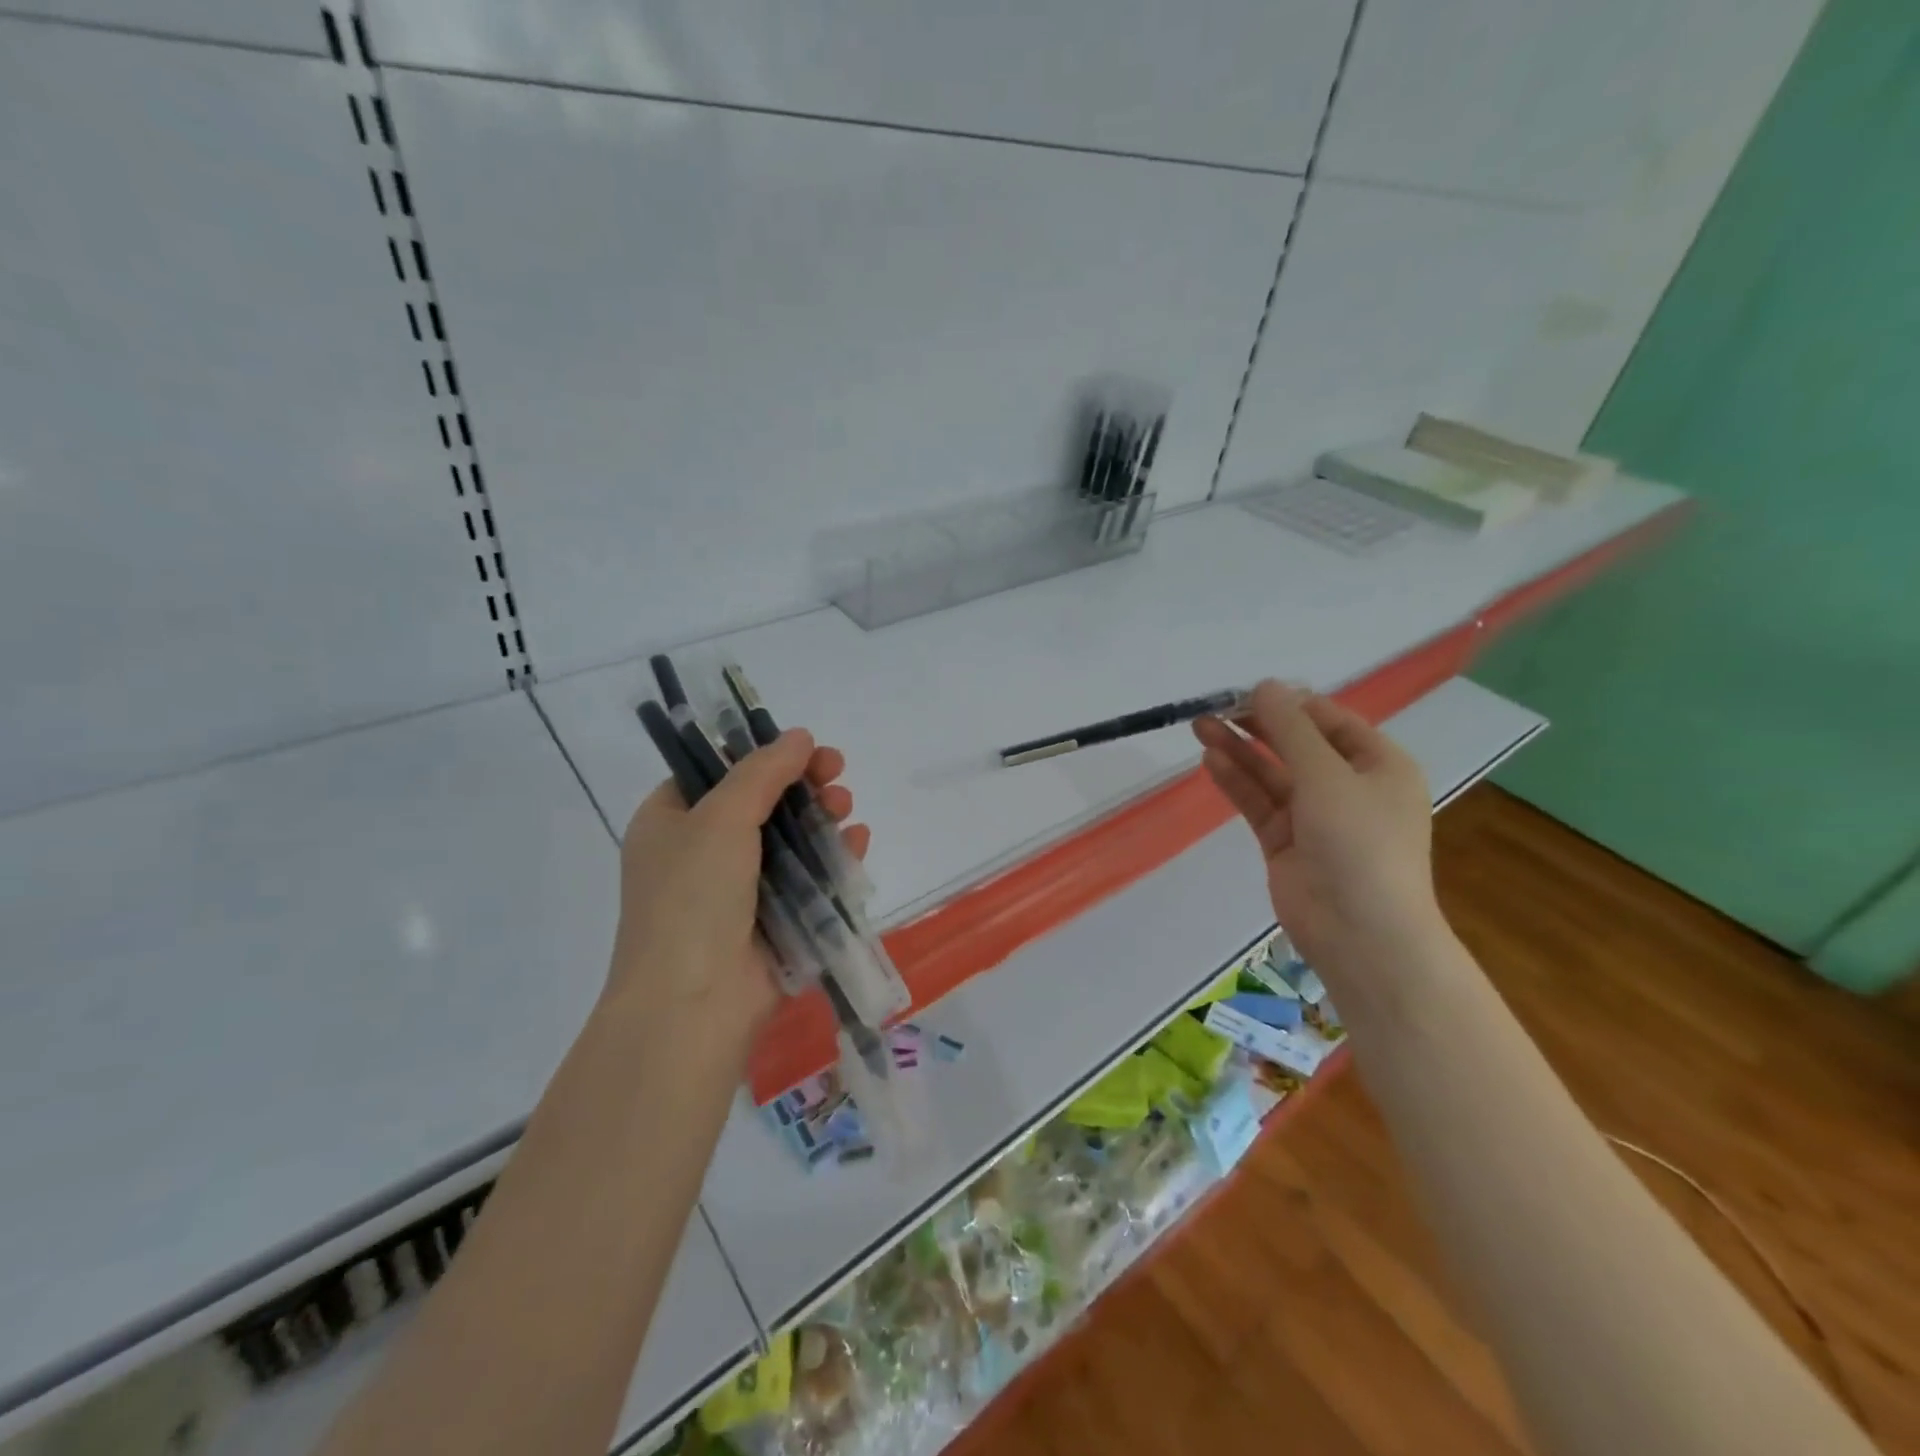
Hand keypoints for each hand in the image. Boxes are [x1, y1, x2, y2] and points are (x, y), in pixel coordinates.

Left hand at [608, 729, 869, 1047]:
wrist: (692, 1007)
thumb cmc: (692, 899)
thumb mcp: (720, 819)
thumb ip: (761, 772)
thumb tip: (798, 736)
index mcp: (671, 822)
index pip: (716, 772)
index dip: (761, 754)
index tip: (802, 747)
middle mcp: (700, 853)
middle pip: (760, 803)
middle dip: (802, 785)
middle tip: (836, 772)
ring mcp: (738, 891)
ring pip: (789, 840)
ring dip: (820, 818)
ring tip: (846, 808)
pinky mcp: (773, 922)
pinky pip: (807, 879)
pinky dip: (832, 858)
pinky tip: (857, 842)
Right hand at [1193, 680, 1438, 972]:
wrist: (1361, 933)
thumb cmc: (1359, 843)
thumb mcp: (1327, 776)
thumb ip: (1291, 729)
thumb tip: (1265, 686)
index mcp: (1379, 765)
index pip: (1330, 721)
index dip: (1289, 704)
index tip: (1247, 691)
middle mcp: (1349, 786)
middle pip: (1297, 745)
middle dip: (1257, 725)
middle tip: (1215, 707)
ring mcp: (1316, 817)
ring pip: (1272, 774)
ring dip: (1240, 750)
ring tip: (1201, 726)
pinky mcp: (1286, 842)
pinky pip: (1259, 802)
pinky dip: (1237, 782)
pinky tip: (1210, 760)